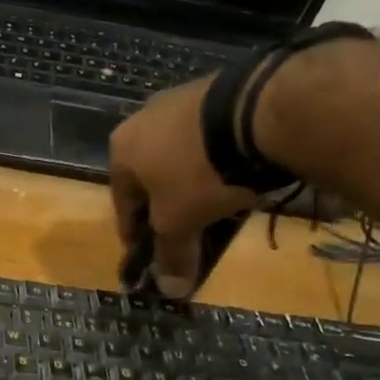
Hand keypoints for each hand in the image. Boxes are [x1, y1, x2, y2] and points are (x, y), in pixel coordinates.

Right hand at [109, 77, 257, 296]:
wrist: (258, 113)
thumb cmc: (198, 174)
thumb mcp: (180, 223)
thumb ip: (170, 255)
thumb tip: (169, 290)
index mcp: (121, 149)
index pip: (122, 203)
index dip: (135, 234)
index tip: (148, 254)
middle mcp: (143, 118)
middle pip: (150, 177)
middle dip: (164, 206)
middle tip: (182, 231)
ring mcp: (181, 99)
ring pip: (179, 156)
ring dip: (190, 182)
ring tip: (213, 206)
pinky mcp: (219, 90)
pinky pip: (209, 138)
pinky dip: (215, 160)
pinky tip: (234, 175)